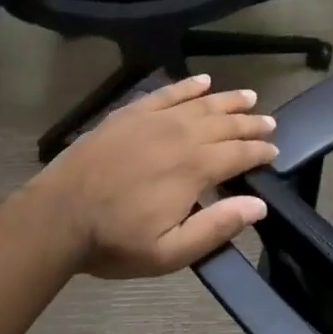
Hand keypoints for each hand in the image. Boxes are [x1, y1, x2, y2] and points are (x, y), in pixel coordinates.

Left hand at [39, 74, 277, 278]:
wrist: (58, 216)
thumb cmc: (115, 240)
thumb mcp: (169, 253)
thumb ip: (216, 227)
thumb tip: (258, 205)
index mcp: (194, 168)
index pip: (238, 154)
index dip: (260, 151)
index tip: (274, 151)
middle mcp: (180, 136)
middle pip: (225, 124)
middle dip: (250, 123)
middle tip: (269, 122)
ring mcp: (153, 120)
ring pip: (201, 103)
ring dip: (228, 100)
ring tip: (248, 96)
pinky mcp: (130, 113)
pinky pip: (166, 92)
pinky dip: (187, 85)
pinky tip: (202, 80)